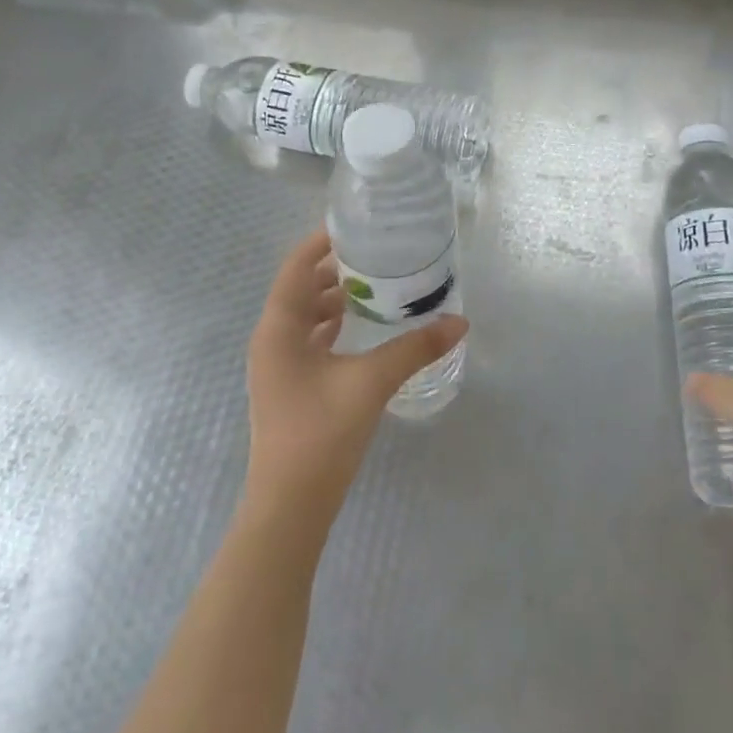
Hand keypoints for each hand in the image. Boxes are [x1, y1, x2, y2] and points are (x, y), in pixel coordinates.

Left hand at [243, 226, 467, 521]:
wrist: (290, 506)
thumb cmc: (321, 434)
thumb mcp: (371, 383)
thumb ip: (415, 348)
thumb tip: (460, 322)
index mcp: (279, 328)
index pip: (297, 266)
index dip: (322, 241)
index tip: (357, 226)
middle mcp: (271, 340)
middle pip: (302, 288)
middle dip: (336, 269)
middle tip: (377, 254)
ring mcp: (278, 366)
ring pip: (306, 316)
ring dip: (335, 298)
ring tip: (377, 285)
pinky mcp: (289, 386)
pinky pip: (310, 340)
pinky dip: (333, 326)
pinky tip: (362, 329)